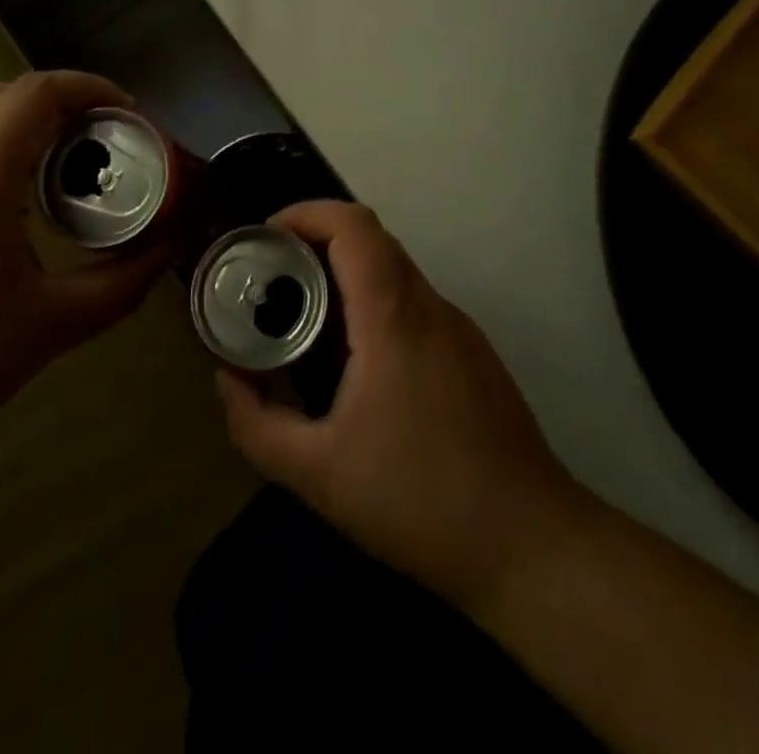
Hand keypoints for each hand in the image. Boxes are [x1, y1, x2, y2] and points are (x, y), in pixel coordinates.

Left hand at [0, 72, 168, 465]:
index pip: (37, 93)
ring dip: (21, 125)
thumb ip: (122, 284)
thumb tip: (168, 248)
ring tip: (59, 169)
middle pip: (3, 95)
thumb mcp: (51, 327)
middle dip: (60, 101)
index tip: (129, 114)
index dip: (90, 88)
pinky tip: (5, 208)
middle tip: (101, 138)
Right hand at [215, 200, 583, 612]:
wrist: (530, 544)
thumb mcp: (317, 474)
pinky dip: (374, 304)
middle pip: (371, 240)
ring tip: (304, 318)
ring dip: (346, 275)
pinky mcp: (472, 353)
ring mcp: (458, 328)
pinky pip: (414, 304)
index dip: (306, 213)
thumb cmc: (419, 501)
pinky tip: (355, 362)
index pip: (353, 225)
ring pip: (395, 271)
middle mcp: (430, 306)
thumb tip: (228, 379)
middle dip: (316, 242)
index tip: (266, 236)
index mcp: (393, 317)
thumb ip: (257, 424)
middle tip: (272, 278)